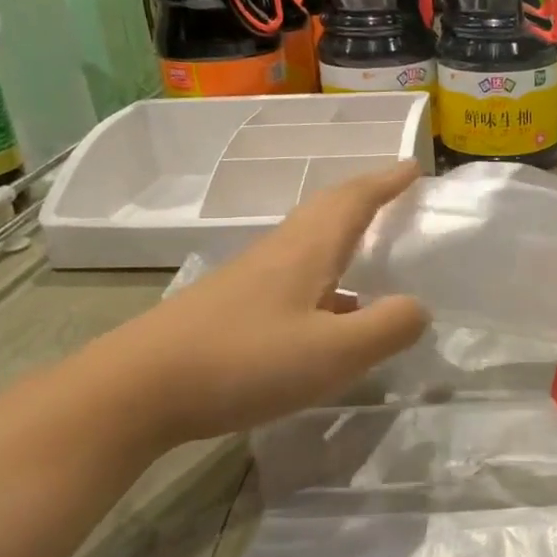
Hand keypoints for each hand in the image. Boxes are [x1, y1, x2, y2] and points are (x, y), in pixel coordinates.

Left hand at [110, 162, 430, 443]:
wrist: (138, 389)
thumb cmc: (244, 362)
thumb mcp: (332, 353)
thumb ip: (385, 328)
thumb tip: (419, 308)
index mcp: (306, 250)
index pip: (354, 200)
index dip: (386, 182)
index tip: (413, 167)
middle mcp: (279, 253)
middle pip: (327, 211)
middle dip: (365, 197)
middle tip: (397, 196)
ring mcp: (250, 280)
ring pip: (308, 244)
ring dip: (344, 236)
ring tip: (374, 255)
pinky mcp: (232, 308)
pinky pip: (293, 277)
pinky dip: (325, 279)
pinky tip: (330, 316)